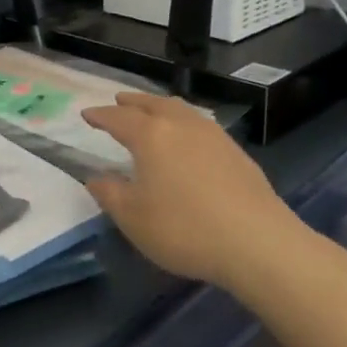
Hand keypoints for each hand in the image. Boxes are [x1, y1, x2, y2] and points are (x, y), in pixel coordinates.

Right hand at [81, 92, 308, 289]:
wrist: (258, 244)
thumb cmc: (184, 229)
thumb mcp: (133, 218)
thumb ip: (110, 194)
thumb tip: (96, 178)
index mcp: (151, 136)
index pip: (119, 118)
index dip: (101, 116)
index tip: (87, 114)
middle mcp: (181, 126)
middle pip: (153, 104)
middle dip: (132, 102)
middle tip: (119, 102)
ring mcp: (213, 136)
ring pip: (181, 110)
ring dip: (161, 107)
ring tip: (153, 112)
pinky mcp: (236, 152)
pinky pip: (200, 124)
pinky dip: (184, 122)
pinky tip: (187, 139)